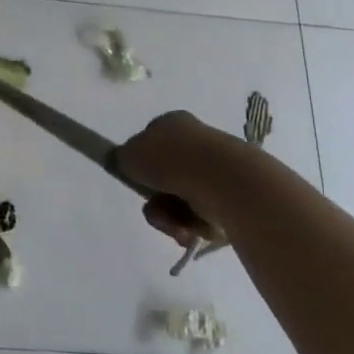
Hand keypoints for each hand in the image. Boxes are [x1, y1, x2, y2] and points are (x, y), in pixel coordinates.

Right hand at [116, 110, 255, 246]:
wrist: (223, 180)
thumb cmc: (172, 161)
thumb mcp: (129, 155)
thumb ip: (122, 158)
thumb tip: (126, 161)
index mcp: (173, 123)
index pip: (151, 143)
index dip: (141, 164)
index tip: (137, 181)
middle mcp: (197, 141)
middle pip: (165, 177)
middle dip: (156, 200)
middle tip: (155, 210)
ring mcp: (216, 168)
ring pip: (181, 200)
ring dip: (171, 218)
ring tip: (176, 226)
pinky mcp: (232, 194)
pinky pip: (201, 215)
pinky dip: (192, 226)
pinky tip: (192, 231)